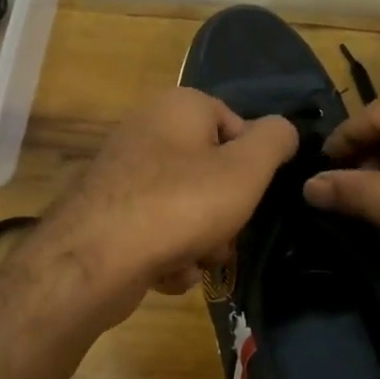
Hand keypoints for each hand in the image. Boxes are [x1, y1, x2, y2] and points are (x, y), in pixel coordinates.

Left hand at [27, 88, 297, 323]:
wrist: (95, 260)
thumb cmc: (181, 204)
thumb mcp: (246, 169)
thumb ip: (275, 141)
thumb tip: (283, 130)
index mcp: (178, 106)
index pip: (236, 124)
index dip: (253, 164)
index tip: (254, 194)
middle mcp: (147, 131)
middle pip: (211, 173)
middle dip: (225, 213)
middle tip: (224, 236)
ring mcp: (123, 175)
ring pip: (187, 209)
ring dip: (201, 242)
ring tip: (194, 260)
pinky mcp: (109, 215)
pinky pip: (157, 232)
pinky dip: (169, 255)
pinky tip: (165, 272)